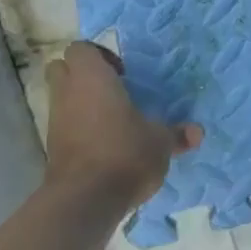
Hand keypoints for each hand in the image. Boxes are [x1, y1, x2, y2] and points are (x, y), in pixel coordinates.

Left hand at [41, 42, 201, 207]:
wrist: (85, 200)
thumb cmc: (125, 153)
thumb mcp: (161, 142)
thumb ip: (177, 134)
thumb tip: (197, 132)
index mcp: (93, 79)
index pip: (81, 49)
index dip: (100, 55)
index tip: (123, 73)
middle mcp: (68, 94)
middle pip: (62, 69)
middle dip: (83, 74)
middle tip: (114, 89)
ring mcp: (55, 122)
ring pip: (62, 98)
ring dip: (82, 102)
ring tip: (114, 118)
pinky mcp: (53, 148)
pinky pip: (64, 125)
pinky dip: (80, 128)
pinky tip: (106, 142)